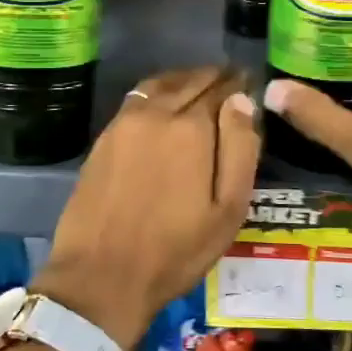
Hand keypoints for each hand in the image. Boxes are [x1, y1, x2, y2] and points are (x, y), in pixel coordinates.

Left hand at [35, 67, 260, 348]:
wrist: (102, 274)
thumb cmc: (176, 250)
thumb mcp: (227, 210)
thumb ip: (240, 149)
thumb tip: (242, 101)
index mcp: (192, 129)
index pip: (221, 90)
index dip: (238, 84)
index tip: (250, 80)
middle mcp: (157, 114)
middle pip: (190, 82)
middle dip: (213, 77)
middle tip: (230, 77)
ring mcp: (125, 122)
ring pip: (160, 84)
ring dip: (184, 79)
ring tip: (200, 83)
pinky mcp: (104, 137)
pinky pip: (137, 98)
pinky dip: (157, 91)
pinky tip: (164, 102)